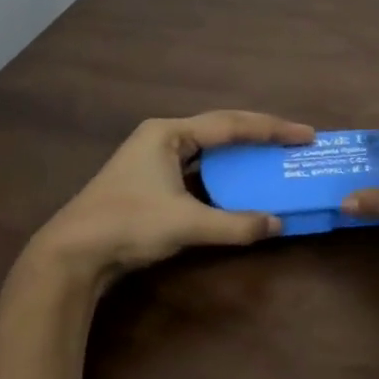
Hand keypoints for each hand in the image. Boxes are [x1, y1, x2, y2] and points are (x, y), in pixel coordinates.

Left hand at [20, 111, 314, 292]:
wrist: (72, 253)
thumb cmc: (128, 225)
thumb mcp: (186, 224)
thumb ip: (235, 224)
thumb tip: (277, 224)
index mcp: (169, 133)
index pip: (231, 125)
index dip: (272, 129)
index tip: (306, 134)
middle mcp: (163, 137)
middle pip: (221, 129)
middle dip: (260, 135)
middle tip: (296, 141)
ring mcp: (154, 158)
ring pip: (209, 149)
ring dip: (241, 154)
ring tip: (274, 157)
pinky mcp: (151, 180)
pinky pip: (198, 169)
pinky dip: (223, 174)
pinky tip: (240, 183)